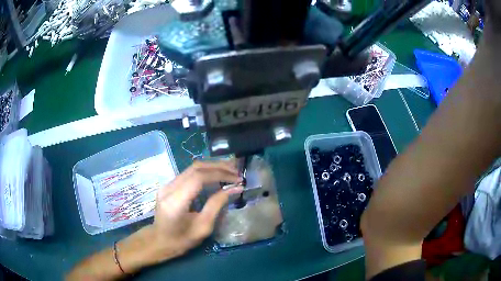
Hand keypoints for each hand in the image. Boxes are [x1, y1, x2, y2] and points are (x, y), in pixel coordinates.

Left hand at [147, 160, 242, 261]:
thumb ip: (217, 205)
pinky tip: (216, 175)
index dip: (220, 174)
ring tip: (230, 171)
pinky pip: (189, 173)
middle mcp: (169, 188)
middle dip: (218, 166)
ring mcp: (167, 184)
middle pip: (195, 167)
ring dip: (212, 167)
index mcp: (175, 202)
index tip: (237, 179)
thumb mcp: (203, 227)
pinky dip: (205, 172)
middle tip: (236, 171)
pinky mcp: (169, 185)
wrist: (159, 241)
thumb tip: (235, 188)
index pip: (198, 177)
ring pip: (192, 167)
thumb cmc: (182, 240)